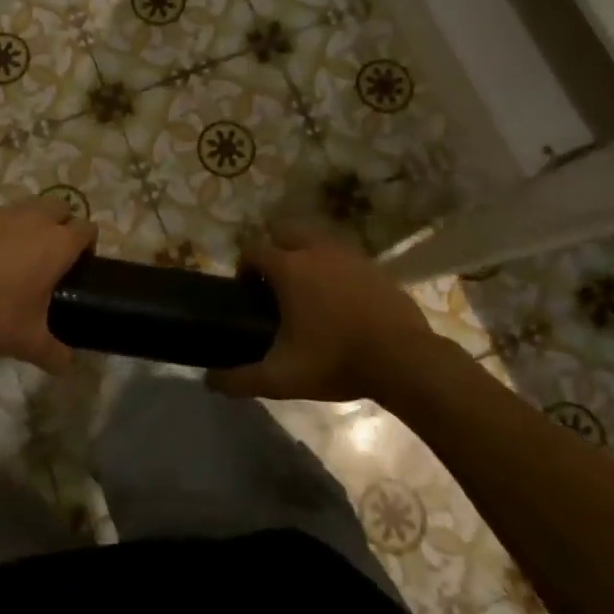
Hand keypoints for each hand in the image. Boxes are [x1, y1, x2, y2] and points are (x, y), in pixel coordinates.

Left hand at [0, 198, 97, 372]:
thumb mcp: (29, 342)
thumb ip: (55, 354)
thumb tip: (68, 366)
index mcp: (58, 244)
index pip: (88, 229)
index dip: (89, 244)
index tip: (81, 264)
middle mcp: (36, 219)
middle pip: (61, 207)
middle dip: (63, 225)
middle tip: (53, 256)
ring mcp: (3, 212)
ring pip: (29, 207)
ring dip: (33, 222)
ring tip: (20, 252)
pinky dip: (0, 228)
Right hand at [210, 220, 439, 401]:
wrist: (404, 359)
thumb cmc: (336, 361)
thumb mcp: (281, 377)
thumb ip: (240, 379)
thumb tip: (209, 382)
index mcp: (288, 267)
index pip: (253, 249)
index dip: (244, 267)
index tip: (246, 292)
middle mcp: (315, 250)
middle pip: (283, 231)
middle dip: (273, 249)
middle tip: (274, 284)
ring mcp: (348, 254)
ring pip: (315, 239)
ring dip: (304, 254)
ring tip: (306, 290)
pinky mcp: (374, 266)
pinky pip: (343, 256)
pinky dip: (333, 267)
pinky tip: (339, 299)